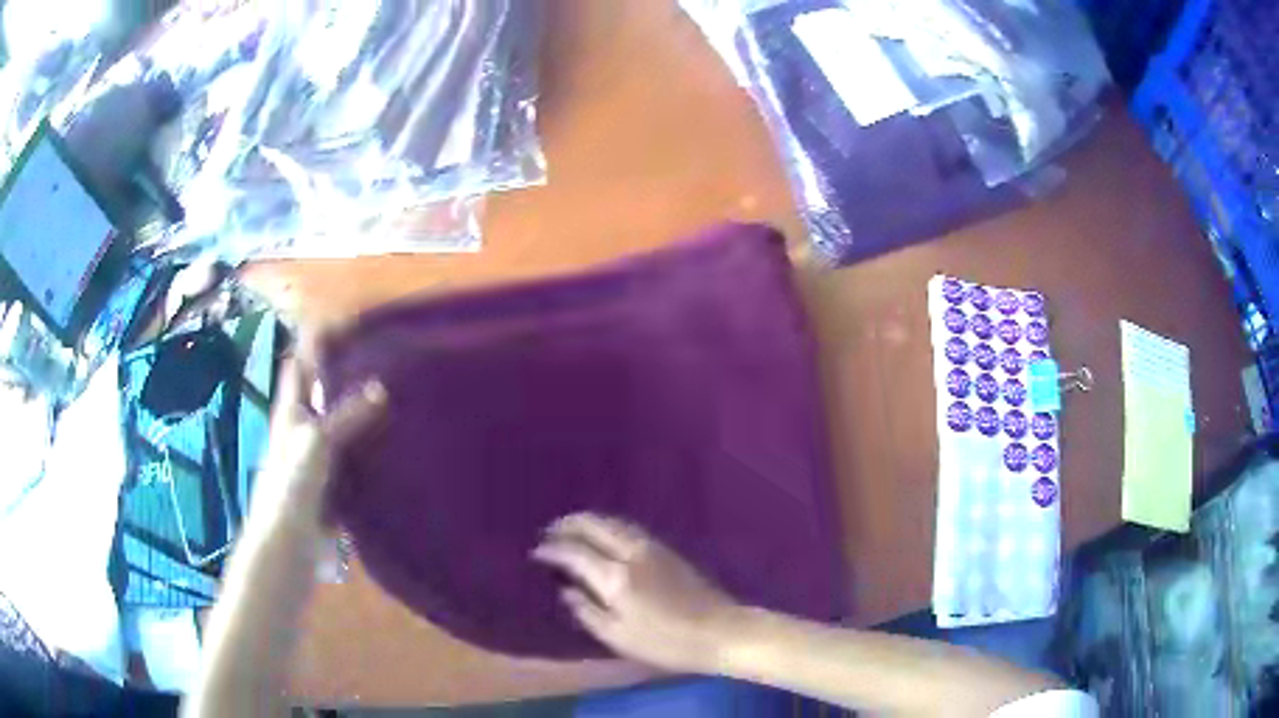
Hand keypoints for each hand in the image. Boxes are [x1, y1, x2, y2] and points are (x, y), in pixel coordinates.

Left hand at [253, 354, 385, 529]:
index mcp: (291, 410)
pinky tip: (396, 443)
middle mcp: (303, 428)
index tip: (348, 323)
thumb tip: (381, 387)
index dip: (317, 341)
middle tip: (383, 357)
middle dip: (346, 372)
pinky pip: (356, 457)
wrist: (290, 543)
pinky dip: (372, 447)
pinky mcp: (334, 484)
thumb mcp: (318, 441)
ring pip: (342, 424)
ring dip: (362, 410)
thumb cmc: (293, 485)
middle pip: (322, 391)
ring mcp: (319, 458)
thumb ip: (347, 415)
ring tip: (398, 393)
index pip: (301, 363)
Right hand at [532, 512, 739, 673]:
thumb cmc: (666, 642)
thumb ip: (587, 611)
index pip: (574, 552)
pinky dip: (607, 526)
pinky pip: (627, 528)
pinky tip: (602, 537)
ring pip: (612, 521)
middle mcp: (631, 552)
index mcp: (615, 577)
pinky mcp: (667, 549)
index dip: (551, 550)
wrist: (720, 631)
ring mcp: (652, 547)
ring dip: (588, 521)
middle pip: (594, 524)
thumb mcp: (618, 637)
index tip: (536, 553)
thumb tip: (565, 590)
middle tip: (549, 532)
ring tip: (571, 530)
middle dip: (568, 524)